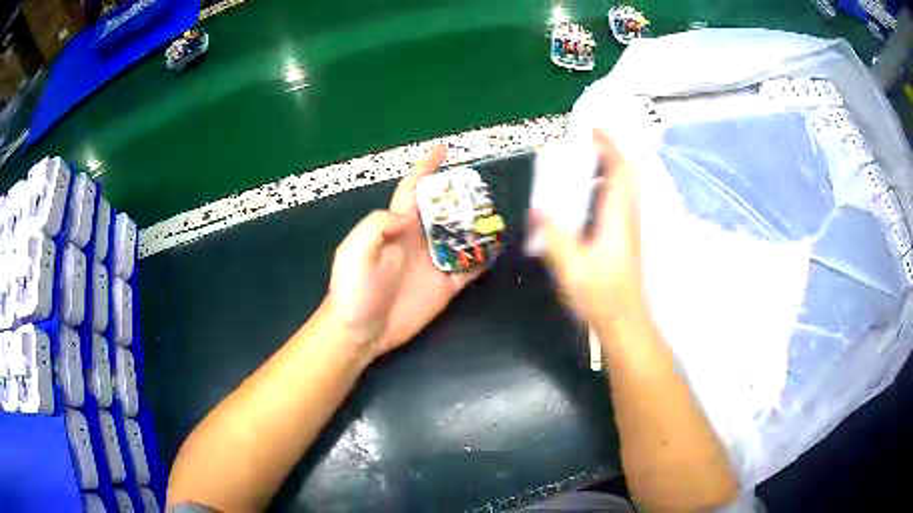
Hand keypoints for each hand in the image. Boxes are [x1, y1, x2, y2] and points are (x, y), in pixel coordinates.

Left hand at [325, 145, 481, 358]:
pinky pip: (470, 268)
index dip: (426, 168)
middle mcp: (419, 239)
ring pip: (462, 236)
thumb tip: (407, 217)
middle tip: (485, 184)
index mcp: (396, 226)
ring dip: (479, 224)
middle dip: (462, 194)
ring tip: (500, 211)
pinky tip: (499, 247)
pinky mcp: (446, 286)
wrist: (360, 332)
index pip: (413, 190)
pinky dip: (485, 257)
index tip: (443, 149)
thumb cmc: (352, 290)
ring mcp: (434, 262)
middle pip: (445, 209)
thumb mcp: (353, 251)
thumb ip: (377, 226)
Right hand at [532, 130, 646, 328]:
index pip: (620, 171)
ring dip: (605, 169)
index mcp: (616, 218)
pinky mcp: (624, 236)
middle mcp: (626, 217)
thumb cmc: (601, 296)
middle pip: (625, 173)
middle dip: (607, 152)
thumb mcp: (571, 268)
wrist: (624, 321)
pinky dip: (604, 187)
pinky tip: (583, 198)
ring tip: (579, 165)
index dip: (609, 145)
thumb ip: (554, 237)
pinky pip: (617, 200)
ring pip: (623, 186)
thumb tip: (538, 210)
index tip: (592, 129)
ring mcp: (627, 227)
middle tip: (583, 144)